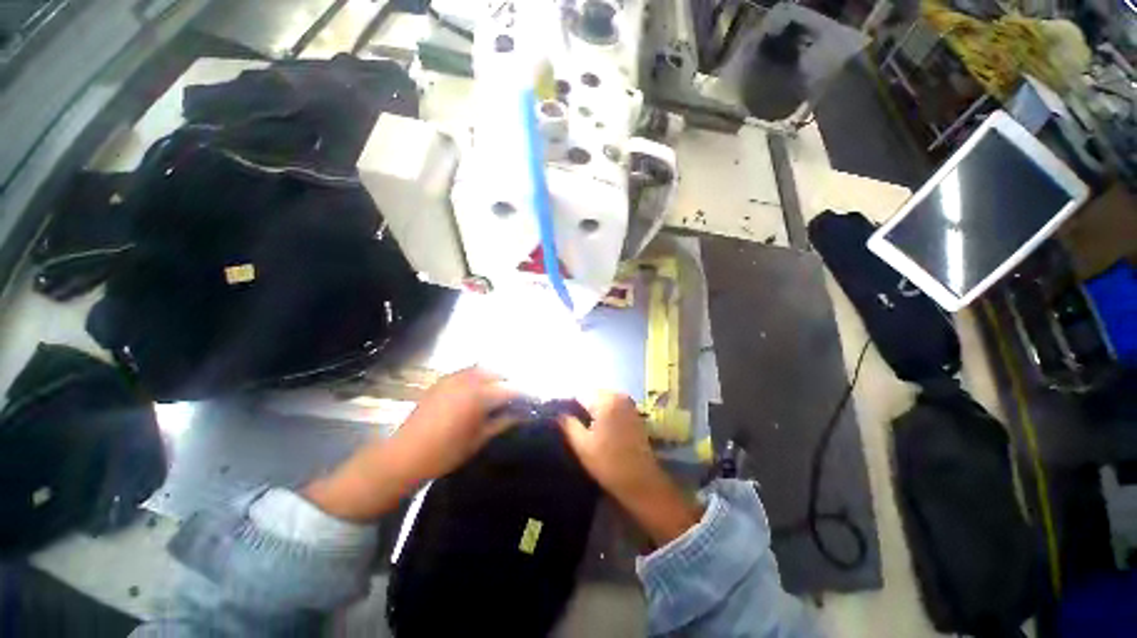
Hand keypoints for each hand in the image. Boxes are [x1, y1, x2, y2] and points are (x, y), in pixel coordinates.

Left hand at [387, 367, 519, 481]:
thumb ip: (504, 421)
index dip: (525, 394)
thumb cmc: (445, 452)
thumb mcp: (480, 439)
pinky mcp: (443, 380)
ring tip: (500, 394)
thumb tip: (523, 413)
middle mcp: (468, 379)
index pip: (512, 388)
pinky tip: (479, 391)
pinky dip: (479, 377)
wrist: (404, 455)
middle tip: (517, 398)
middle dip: (511, 383)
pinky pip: (468, 372)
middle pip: (499, 373)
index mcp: (479, 394)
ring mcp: (454, 377)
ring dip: (496, 378)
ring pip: (484, 369)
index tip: (533, 401)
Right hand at [559, 392, 702, 545]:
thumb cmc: (609, 464)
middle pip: (591, 394)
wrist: (642, 482)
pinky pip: (612, 405)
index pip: (579, 394)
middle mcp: (618, 396)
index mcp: (605, 401)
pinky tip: (599, 429)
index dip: (568, 406)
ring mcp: (628, 403)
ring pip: (602, 399)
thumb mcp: (582, 445)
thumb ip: (568, 424)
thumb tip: (558, 413)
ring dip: (592, 410)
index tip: (562, 421)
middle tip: (572, 426)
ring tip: (585, 428)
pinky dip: (604, 413)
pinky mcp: (633, 412)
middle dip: (581, 406)